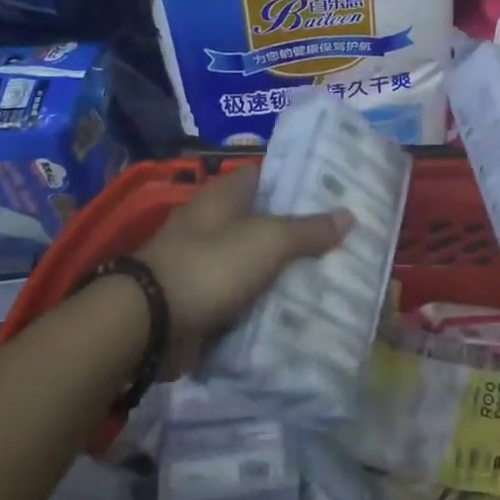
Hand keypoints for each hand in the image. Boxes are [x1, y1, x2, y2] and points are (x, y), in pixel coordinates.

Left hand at [137, 163, 351, 364]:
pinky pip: (244, 298)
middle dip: (300, 230)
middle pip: (265, 221)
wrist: (150, 325)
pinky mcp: (203, 301)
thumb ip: (308, 229)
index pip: (267, 174)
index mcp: (224, 196)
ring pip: (256, 262)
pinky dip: (265, 304)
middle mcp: (213, 224)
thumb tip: (349, 214)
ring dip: (285, 271)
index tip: (334, 188)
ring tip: (333, 275)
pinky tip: (299, 311)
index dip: (299, 178)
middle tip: (344, 237)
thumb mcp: (268, 241)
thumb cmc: (210, 265)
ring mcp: (206, 264)